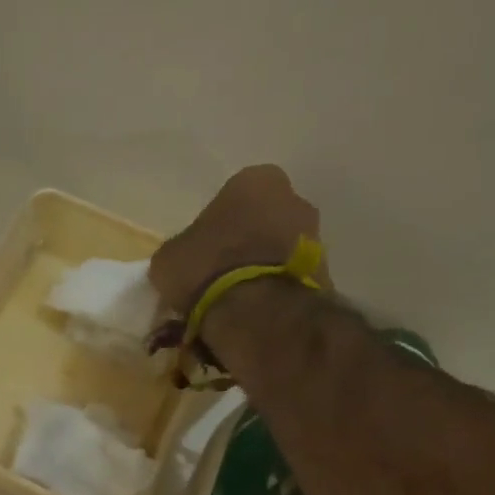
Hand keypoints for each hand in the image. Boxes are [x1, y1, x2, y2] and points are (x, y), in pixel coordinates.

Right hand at [150, 165, 326, 316]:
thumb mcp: (169, 259)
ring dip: (263, 267)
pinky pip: (291, 278)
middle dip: (246, 243)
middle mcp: (294, 199)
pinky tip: (255, 313)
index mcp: (255, 181)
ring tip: (237, 301)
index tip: (202, 252)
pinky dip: (276, 290)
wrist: (257, 311)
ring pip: (280, 249)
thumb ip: (180, 251)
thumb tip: (185, 262)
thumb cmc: (207, 269)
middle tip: (220, 275)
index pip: (231, 197)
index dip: (215, 226)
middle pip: (263, 221)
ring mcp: (315, 237)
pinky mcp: (326, 274)